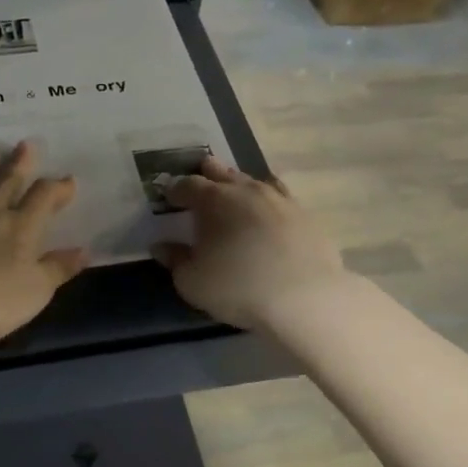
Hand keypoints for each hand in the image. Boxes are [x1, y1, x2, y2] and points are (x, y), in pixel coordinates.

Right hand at [153, 157, 349, 329]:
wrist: (304, 298)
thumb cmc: (237, 288)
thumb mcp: (192, 282)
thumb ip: (175, 260)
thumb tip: (161, 246)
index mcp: (215, 201)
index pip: (189, 186)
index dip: (176, 189)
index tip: (168, 194)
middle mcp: (248, 192)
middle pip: (224, 174)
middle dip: (210, 172)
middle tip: (203, 168)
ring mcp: (281, 201)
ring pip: (255, 182)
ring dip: (241, 183)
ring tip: (236, 186)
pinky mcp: (306, 217)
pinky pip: (282, 199)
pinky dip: (270, 200)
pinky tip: (271, 207)